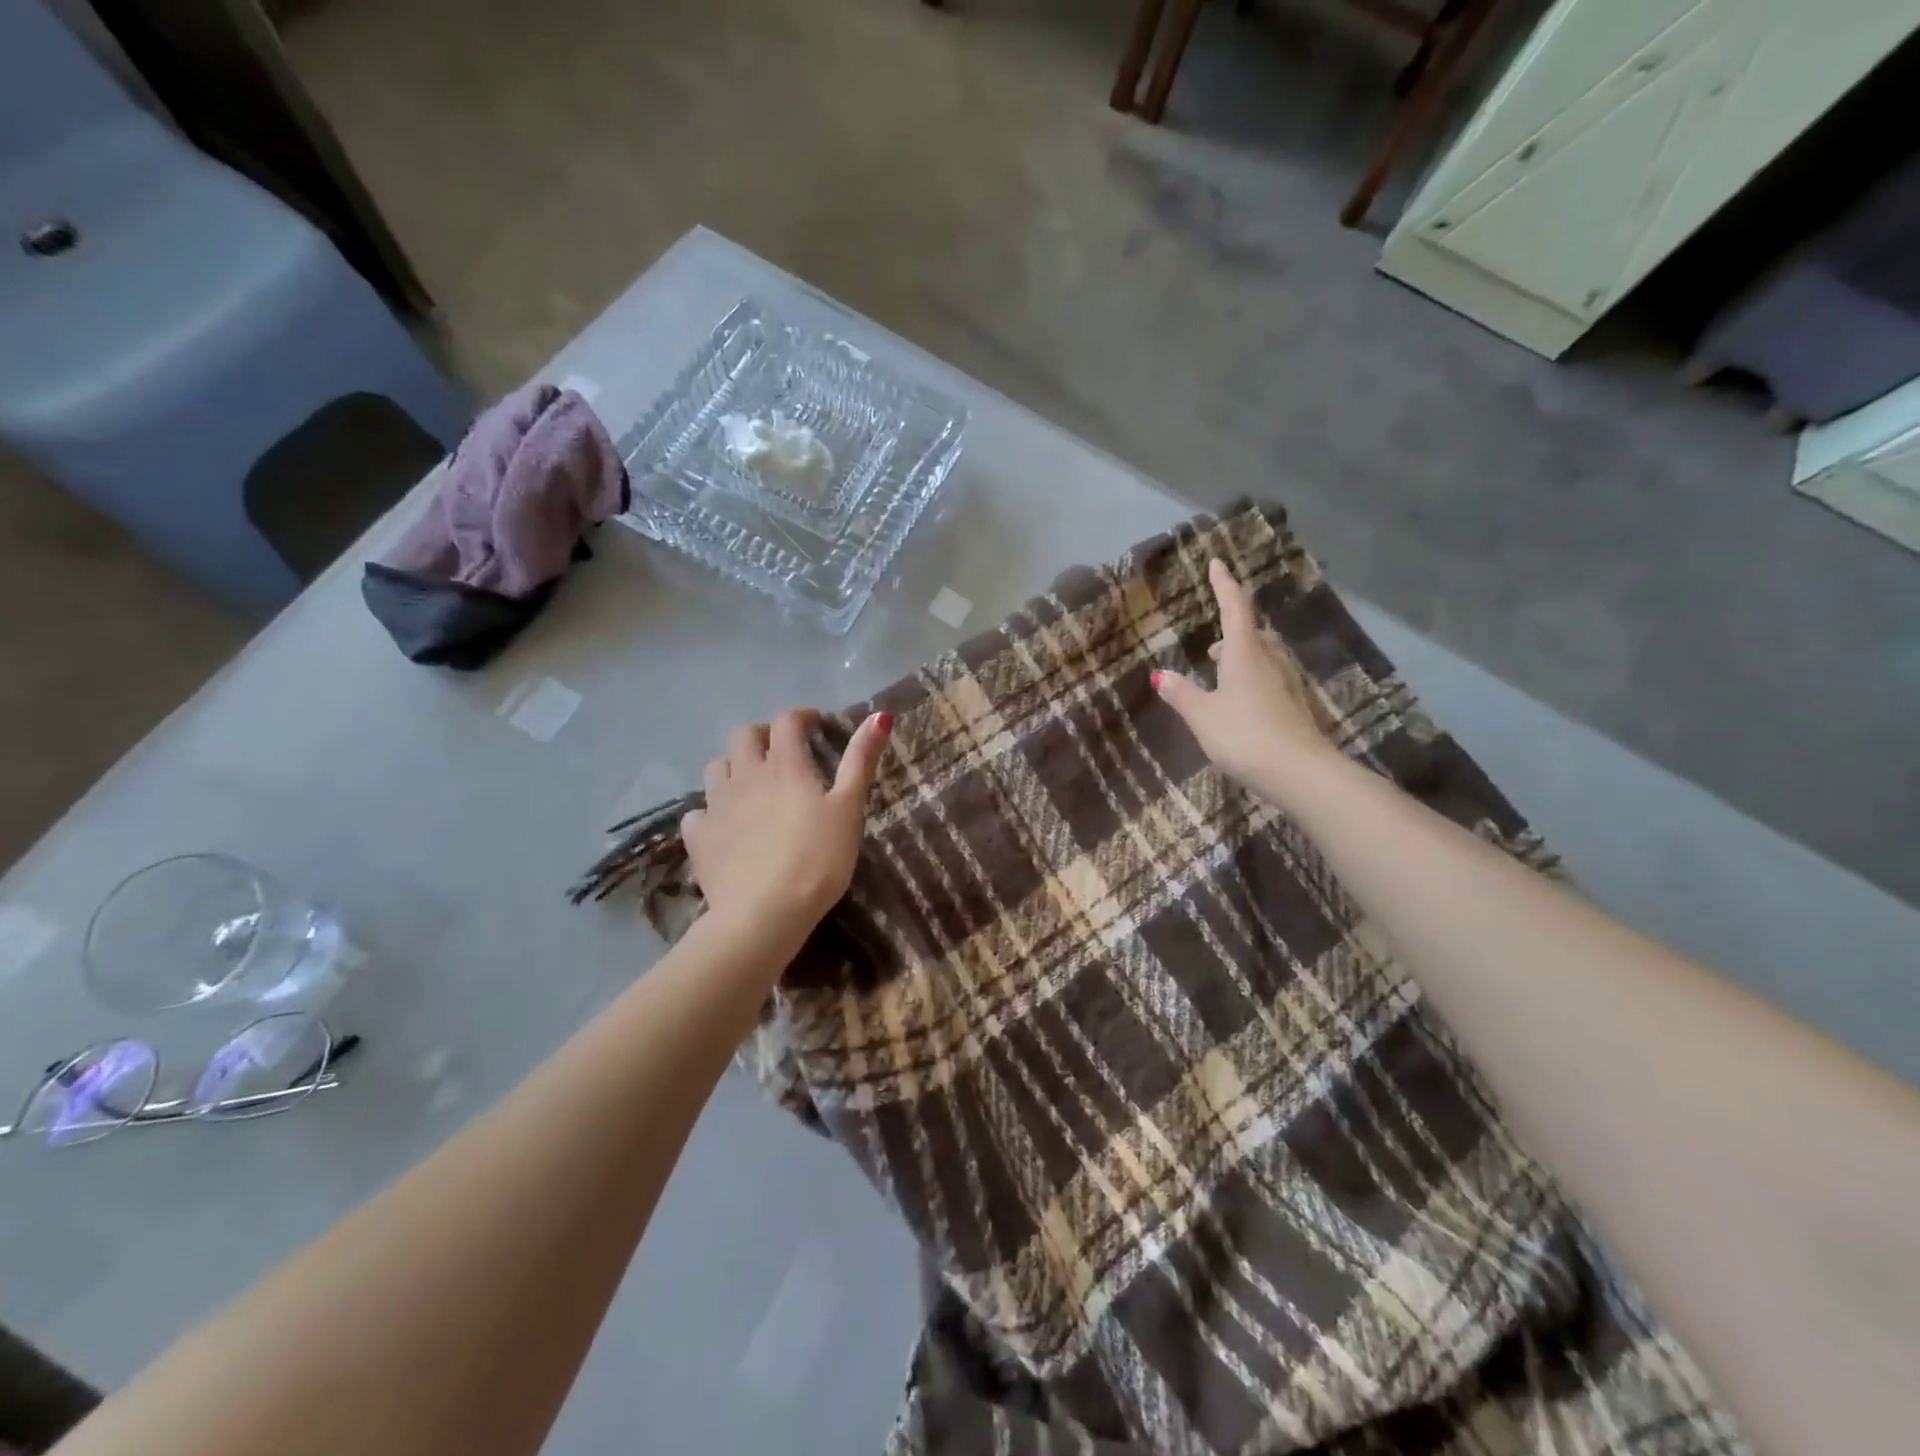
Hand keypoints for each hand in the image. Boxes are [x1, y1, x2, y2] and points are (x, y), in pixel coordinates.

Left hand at [682, 708, 891, 948]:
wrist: (765, 912)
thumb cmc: (818, 859)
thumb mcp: (849, 808)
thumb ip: (860, 760)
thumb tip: (880, 715)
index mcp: (784, 765)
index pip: (786, 721)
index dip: (802, 717)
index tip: (816, 725)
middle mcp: (745, 775)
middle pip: (744, 735)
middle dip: (763, 735)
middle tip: (781, 752)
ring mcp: (716, 805)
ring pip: (716, 767)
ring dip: (733, 766)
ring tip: (751, 785)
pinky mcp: (698, 836)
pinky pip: (697, 812)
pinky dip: (710, 811)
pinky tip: (722, 825)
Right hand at [1152, 558, 1339, 803]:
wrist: (1300, 772)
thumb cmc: (1244, 735)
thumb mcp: (1203, 716)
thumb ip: (1181, 694)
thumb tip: (1160, 676)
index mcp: (1244, 653)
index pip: (1234, 608)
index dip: (1224, 584)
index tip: (1218, 562)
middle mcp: (1270, 659)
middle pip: (1253, 633)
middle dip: (1234, 631)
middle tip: (1213, 648)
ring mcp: (1287, 682)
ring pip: (1265, 655)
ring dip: (1245, 656)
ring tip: (1224, 674)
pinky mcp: (1296, 704)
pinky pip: (1272, 677)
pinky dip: (1255, 677)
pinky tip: (1244, 701)